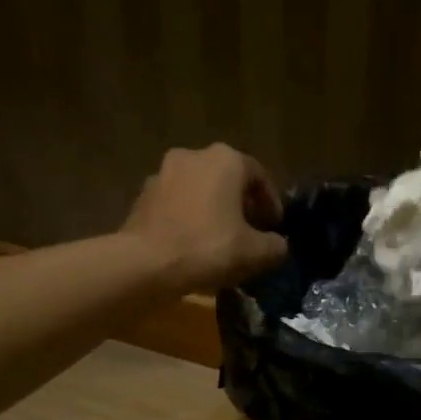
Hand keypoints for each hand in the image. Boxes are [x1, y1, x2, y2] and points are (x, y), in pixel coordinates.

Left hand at [122, 144, 288, 292]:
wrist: (146, 263)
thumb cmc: (208, 248)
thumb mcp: (255, 253)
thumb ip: (275, 246)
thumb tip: (277, 245)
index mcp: (225, 160)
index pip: (259, 175)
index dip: (271, 202)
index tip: (274, 226)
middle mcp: (193, 155)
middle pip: (227, 179)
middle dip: (240, 204)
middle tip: (250, 231)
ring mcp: (163, 173)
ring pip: (199, 190)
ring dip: (213, 210)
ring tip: (221, 239)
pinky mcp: (143, 196)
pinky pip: (176, 204)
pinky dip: (189, 218)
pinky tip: (193, 243)